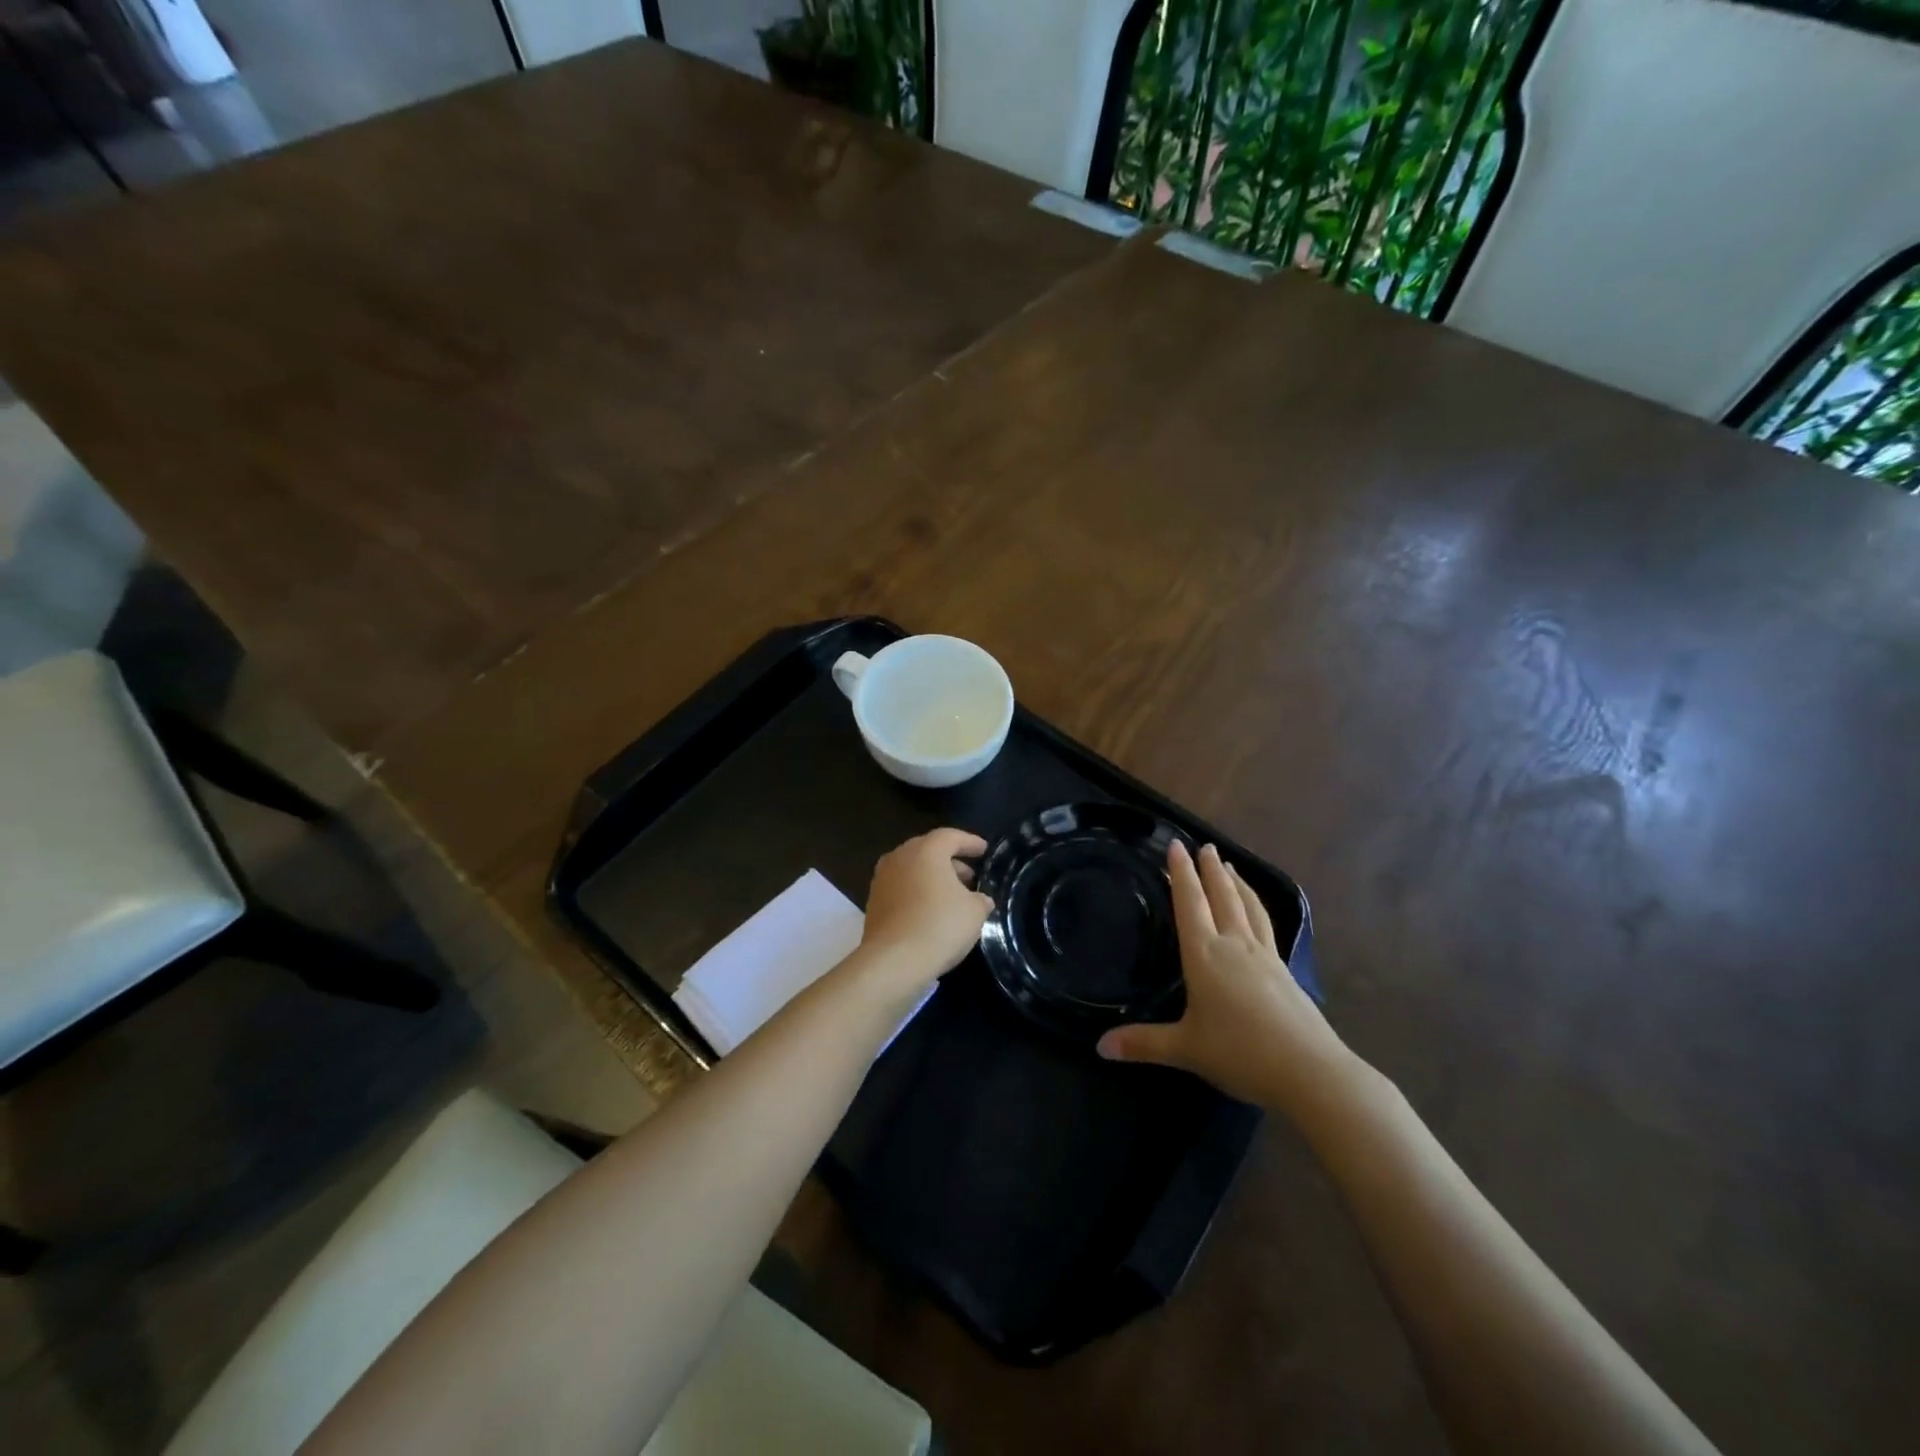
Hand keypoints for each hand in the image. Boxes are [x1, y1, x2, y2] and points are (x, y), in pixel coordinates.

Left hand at [855, 828, 992, 993]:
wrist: (892, 961)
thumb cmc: (939, 926)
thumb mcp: (974, 912)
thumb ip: (980, 899)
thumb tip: (980, 899)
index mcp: (926, 850)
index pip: (951, 836)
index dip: (970, 842)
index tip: (984, 850)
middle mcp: (900, 857)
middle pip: (929, 850)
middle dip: (951, 861)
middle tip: (970, 876)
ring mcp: (882, 879)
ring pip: (913, 869)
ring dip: (933, 878)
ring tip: (953, 896)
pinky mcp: (873, 902)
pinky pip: (901, 888)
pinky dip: (918, 893)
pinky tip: (931, 911)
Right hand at [1098, 841, 1351, 1113]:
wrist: (1309, 1071)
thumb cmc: (1240, 1053)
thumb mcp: (1185, 1050)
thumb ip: (1143, 1044)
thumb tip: (1100, 1046)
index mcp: (1205, 955)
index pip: (1190, 904)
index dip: (1181, 873)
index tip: (1176, 845)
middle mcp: (1234, 946)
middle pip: (1222, 897)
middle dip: (1210, 870)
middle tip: (1205, 845)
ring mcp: (1264, 956)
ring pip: (1248, 907)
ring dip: (1237, 883)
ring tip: (1230, 865)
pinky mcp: (1285, 971)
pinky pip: (1266, 926)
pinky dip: (1258, 908)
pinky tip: (1258, 913)